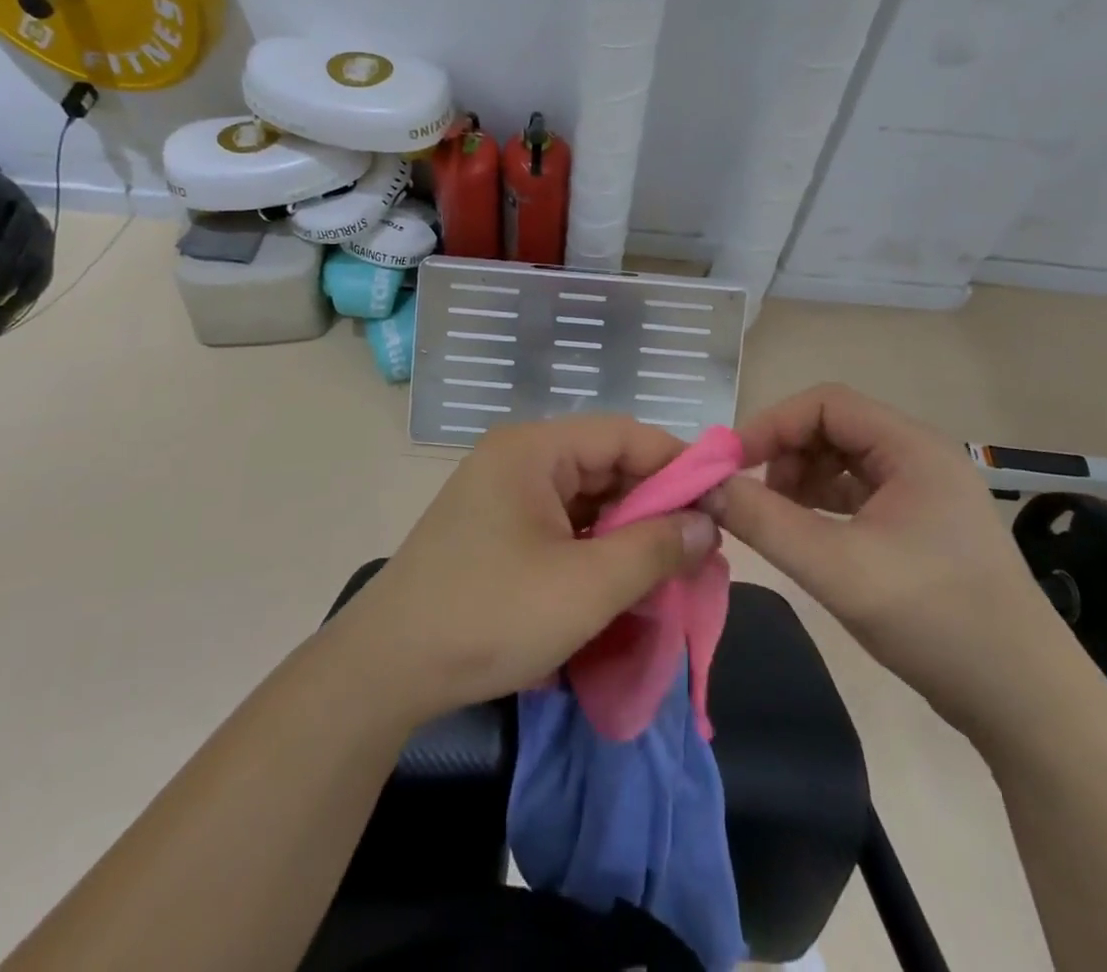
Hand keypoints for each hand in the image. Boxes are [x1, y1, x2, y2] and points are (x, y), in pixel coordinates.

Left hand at [331, 417, 720, 725]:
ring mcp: (504, 495)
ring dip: (628, 532)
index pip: (623, 435)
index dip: (677, 464)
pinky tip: (622, 581)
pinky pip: (563, 525)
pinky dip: (597, 549)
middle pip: (605, 465)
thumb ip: (655, 548)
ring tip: (670, 569)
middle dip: (655, 505)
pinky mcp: (498, 530)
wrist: (386, 671)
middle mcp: (518, 459)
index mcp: (534, 449)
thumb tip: (706, 524)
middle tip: (701, 548)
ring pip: (587, 499)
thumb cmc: (490, 616)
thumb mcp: (586, 587)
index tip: (720, 504)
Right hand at [712, 384, 1066, 734]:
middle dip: (784, 453)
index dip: (772, 425)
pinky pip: (859, 494)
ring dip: (801, 479)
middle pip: (834, 428)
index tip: (730, 464)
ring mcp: (925, 492)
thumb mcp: (836, 568)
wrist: (1028, 704)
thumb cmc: (935, 620)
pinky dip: (822, 505)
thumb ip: (763, 521)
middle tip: (748, 494)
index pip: (826, 404)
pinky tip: (804, 534)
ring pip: (844, 461)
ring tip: (773, 518)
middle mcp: (920, 457)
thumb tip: (705, 487)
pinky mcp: (922, 526)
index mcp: (912, 447)